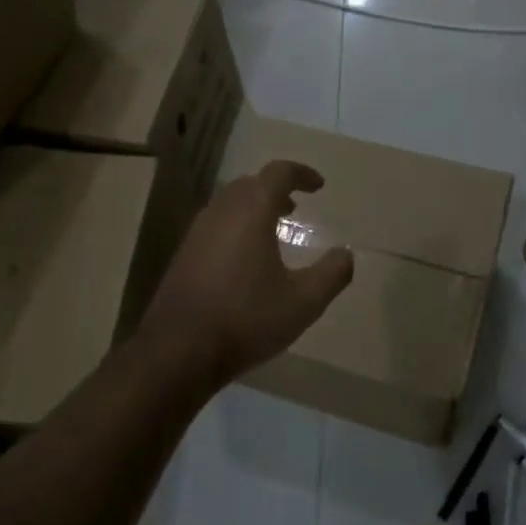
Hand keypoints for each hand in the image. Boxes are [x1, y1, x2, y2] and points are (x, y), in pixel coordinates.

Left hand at [136, 160, 354, 386]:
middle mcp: (221, 212)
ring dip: (254, 208)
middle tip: (295, 207)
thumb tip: (346, 254)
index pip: (278, 173)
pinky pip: (215, 225)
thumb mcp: (303, 302)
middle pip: (250, 184)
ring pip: (229, 204)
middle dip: (275, 189)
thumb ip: (331, 274)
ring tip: (273, 229)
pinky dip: (236, 226)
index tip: (319, 185)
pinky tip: (245, 258)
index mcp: (252, 211)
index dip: (301, 173)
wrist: (179, 350)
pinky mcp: (183, 255)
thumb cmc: (247, 319)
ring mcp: (197, 232)